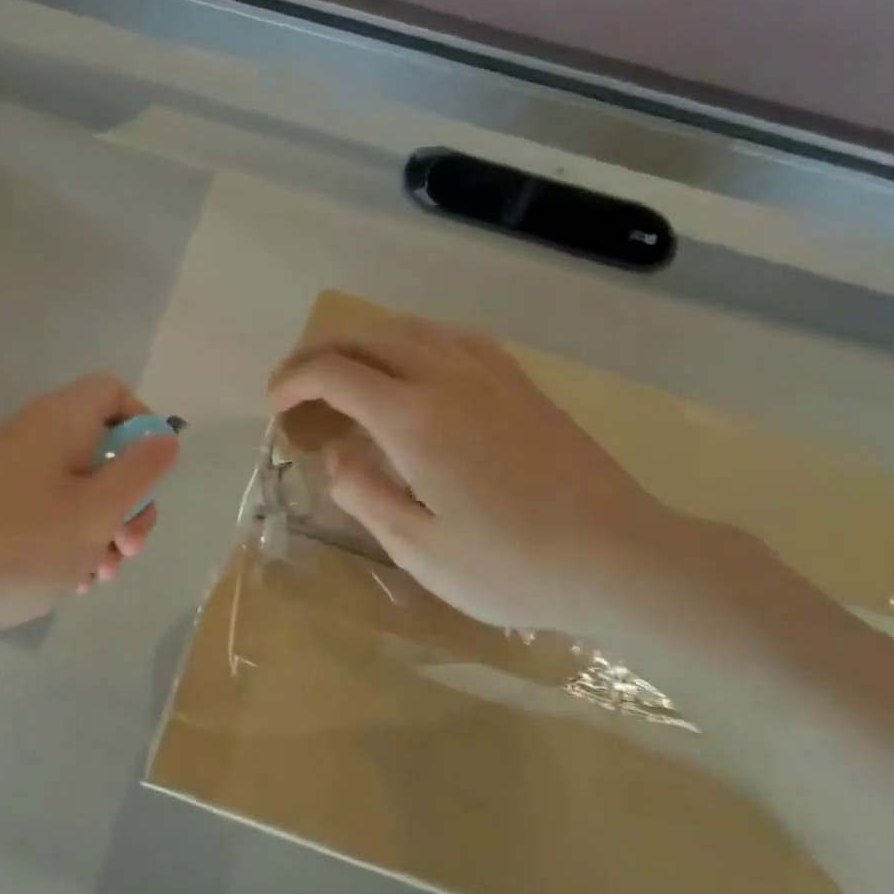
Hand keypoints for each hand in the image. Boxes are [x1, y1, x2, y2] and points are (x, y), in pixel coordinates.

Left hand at [0, 375, 179, 636]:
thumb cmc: (17, 546)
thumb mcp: (95, 512)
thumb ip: (139, 472)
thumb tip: (166, 436)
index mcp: (60, 421)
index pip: (114, 393)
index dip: (143, 427)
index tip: (150, 477)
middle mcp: (34, 437)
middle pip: (103, 449)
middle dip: (128, 500)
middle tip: (129, 547)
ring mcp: (10, 474)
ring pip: (79, 489)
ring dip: (102, 530)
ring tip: (98, 575)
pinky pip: (48, 512)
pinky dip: (68, 541)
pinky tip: (70, 582)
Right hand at [268, 315, 690, 642]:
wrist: (619, 557)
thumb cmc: (510, 565)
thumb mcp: (417, 548)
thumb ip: (363, 493)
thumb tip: (336, 456)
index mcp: (413, 416)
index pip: (334, 373)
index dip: (293, 382)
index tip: (274, 406)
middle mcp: (447, 376)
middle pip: (368, 336)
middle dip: (320, 352)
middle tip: (296, 385)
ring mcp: (491, 374)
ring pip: (412, 328)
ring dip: (366, 341)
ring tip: (346, 372)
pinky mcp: (522, 384)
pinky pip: (454, 338)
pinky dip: (414, 341)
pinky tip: (416, 367)